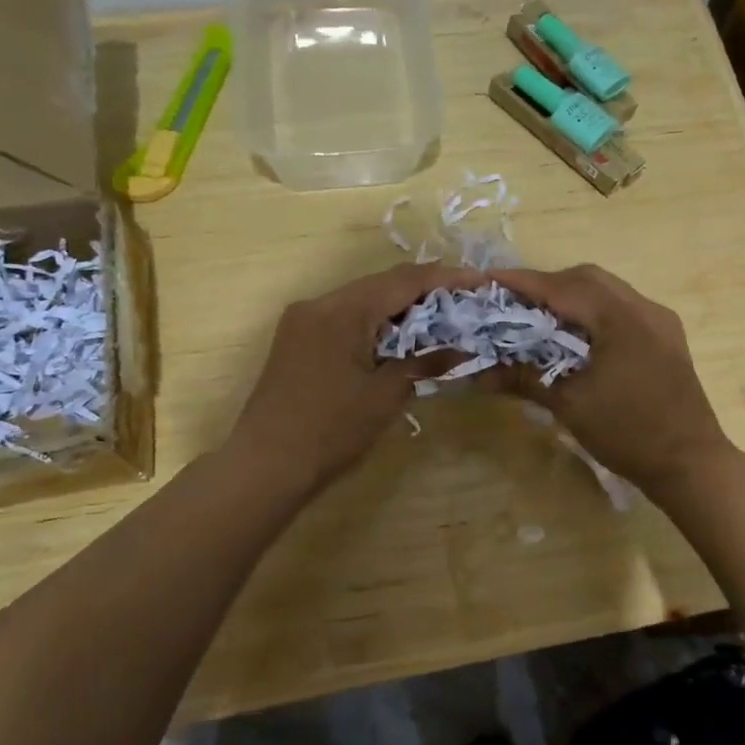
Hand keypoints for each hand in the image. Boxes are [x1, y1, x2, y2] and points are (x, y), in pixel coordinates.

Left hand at [224, 263, 483, 497]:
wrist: (265, 465)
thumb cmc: (330, 431)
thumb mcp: (385, 396)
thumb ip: (424, 363)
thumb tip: (461, 349)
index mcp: (342, 311)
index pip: (403, 280)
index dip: (445, 278)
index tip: (479, 283)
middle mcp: (319, 304)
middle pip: (381, 284)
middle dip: (424, 291)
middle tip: (463, 301)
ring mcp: (302, 320)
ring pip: (361, 300)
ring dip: (398, 307)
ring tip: (438, 319)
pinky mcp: (296, 339)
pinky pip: (343, 317)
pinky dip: (374, 323)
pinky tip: (397, 338)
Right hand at [489, 264, 730, 495]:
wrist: (691, 464)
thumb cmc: (628, 433)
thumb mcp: (570, 405)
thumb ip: (524, 378)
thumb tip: (478, 374)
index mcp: (620, 318)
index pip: (561, 288)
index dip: (522, 283)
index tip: (487, 282)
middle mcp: (643, 308)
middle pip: (586, 279)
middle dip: (546, 285)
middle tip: (512, 302)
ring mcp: (659, 321)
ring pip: (607, 291)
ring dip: (570, 296)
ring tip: (538, 316)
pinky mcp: (665, 337)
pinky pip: (622, 309)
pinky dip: (592, 311)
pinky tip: (575, 334)